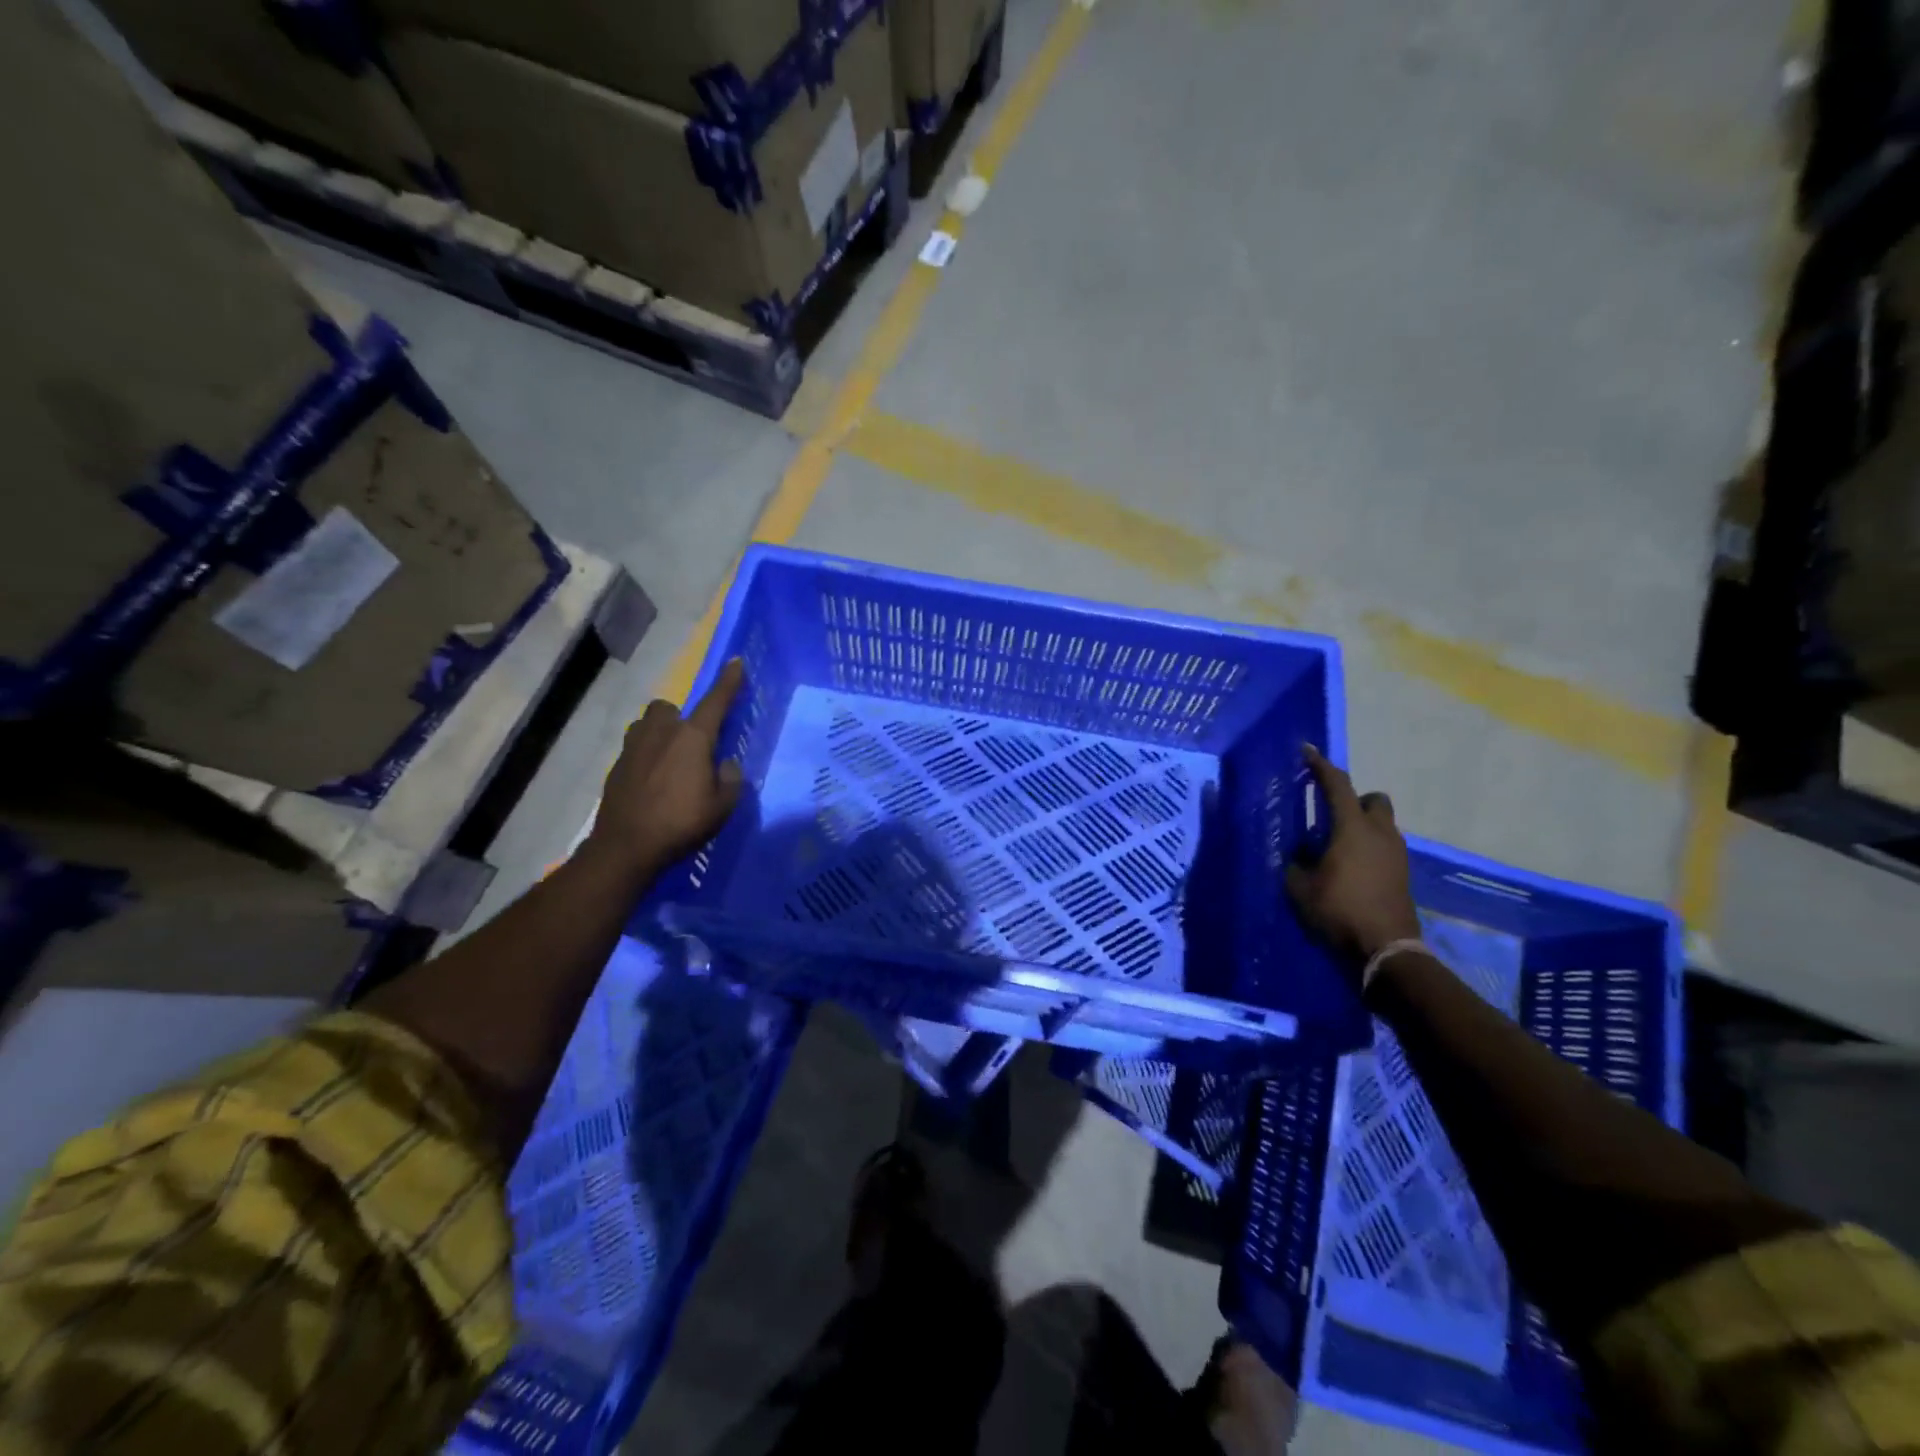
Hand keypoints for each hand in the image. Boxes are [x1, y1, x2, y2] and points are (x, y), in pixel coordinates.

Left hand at [586, 659, 745, 877]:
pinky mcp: (616, 767)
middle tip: (692, 743)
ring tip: (670, 760)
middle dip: (679, 716)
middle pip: (668, 708)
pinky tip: (653, 783)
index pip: (715, 702)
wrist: (626, 847)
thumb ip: (730, 780)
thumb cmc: (682, 823)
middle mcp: (661, 734)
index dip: (728, 682)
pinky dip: (646, 758)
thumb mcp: (722, 806)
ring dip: (659, 734)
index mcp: (693, 738)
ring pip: (647, 725)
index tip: (736, 662)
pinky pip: (635, 750)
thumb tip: (725, 764)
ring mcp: (633, 748)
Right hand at [1285, 744, 1420, 974]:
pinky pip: (1384, 847)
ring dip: (1362, 825)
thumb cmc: (1339, 910)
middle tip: (1331, 814)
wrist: (1386, 949)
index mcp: (1352, 828)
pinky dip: (1368, 847)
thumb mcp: (1301, 887)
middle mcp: (1380, 833)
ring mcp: (1396, 854)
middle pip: (1373, 799)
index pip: (1337, 785)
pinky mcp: (1402, 874)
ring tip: (1335, 846)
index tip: (1307, 751)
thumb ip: (1296, 863)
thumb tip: (1298, 853)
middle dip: (1354, 799)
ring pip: (1382, 824)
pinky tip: (1350, 867)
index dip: (1321, 766)